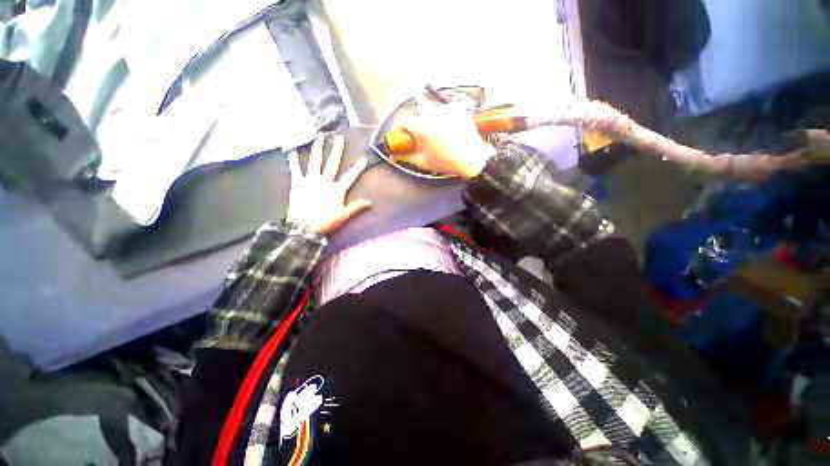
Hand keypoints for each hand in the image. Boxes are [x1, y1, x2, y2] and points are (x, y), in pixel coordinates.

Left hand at [286, 135, 370, 234]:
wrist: (303, 227)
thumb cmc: (325, 222)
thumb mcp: (343, 215)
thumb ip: (356, 207)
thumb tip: (369, 202)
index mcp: (336, 189)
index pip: (350, 176)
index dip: (358, 167)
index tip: (364, 158)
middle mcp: (324, 181)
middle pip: (332, 163)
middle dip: (337, 150)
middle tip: (339, 138)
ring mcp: (310, 180)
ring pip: (315, 161)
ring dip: (318, 149)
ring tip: (319, 137)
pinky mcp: (297, 183)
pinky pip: (296, 170)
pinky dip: (294, 161)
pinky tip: (292, 152)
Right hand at [392, 94, 495, 178]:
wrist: (471, 159)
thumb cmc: (444, 162)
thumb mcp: (422, 162)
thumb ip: (405, 157)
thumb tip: (392, 156)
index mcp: (421, 128)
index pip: (403, 119)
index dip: (403, 127)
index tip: (407, 133)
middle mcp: (432, 114)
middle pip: (419, 107)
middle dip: (419, 116)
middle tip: (426, 129)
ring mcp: (446, 109)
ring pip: (433, 108)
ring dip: (432, 117)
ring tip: (441, 132)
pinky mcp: (457, 108)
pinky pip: (445, 109)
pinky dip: (445, 116)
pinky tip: (450, 128)